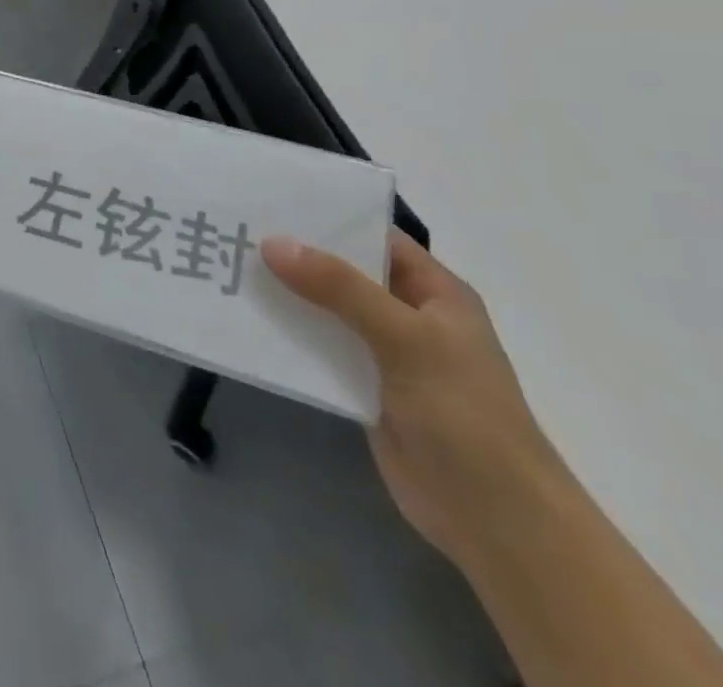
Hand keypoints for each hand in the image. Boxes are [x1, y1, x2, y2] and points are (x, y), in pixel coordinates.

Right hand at [261, 231, 565, 574]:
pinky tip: (245, 319)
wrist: (495, 522)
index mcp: (434, 291)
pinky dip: (287, 334)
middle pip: (342, 271)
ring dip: (285, 294)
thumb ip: (339, 288)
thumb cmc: (465, 414)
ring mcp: (384, 353)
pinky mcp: (362, 387)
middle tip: (235, 229)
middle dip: (294, 254)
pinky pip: (317, 348)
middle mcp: (407, 314)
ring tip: (227, 267)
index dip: (326, 217)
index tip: (269, 201)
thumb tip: (272, 242)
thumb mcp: (405, 338)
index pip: (374, 237)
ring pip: (325, 309)